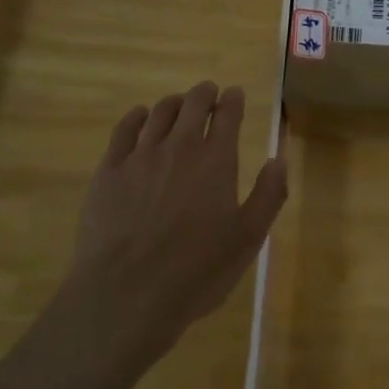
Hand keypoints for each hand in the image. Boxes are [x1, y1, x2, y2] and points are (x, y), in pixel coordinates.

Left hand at [64, 81, 287, 374]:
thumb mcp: (247, 240)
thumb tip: (279, 159)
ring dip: (174, 103)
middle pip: (193, 103)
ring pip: (160, 112)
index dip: (233, 100)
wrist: (125, 295)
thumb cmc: (195, 272)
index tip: (234, 94)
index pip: (227, 114)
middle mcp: (180, 147)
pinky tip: (140, 117)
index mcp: (216, 160)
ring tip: (178, 105)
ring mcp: (141, 156)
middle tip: (209, 93)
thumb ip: (268, 195)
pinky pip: (124, 129)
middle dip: (205, 93)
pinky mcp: (109, 170)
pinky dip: (136, 116)